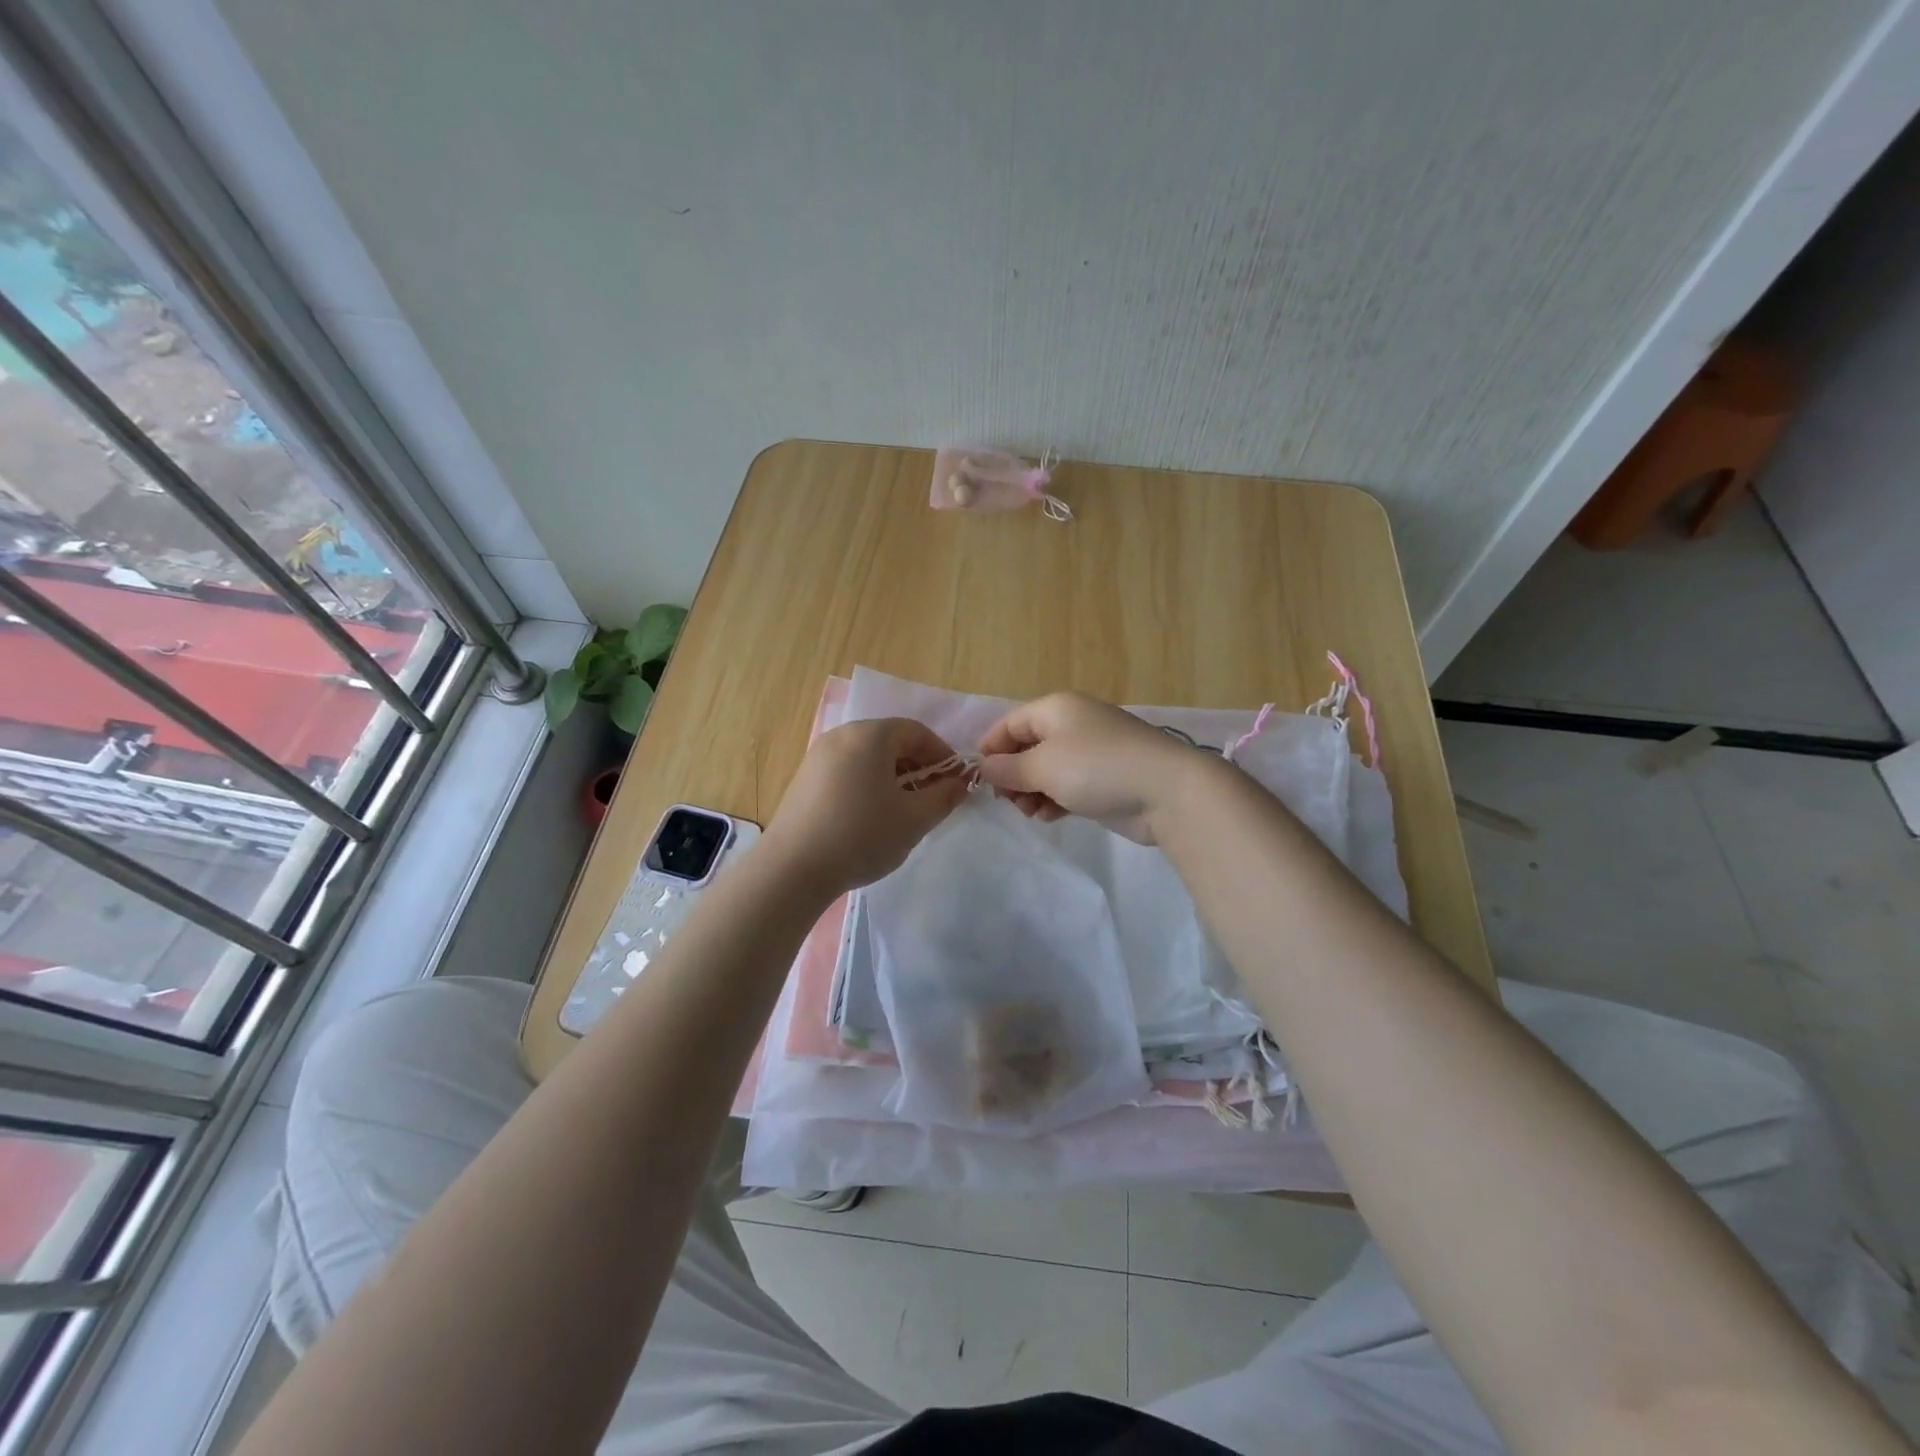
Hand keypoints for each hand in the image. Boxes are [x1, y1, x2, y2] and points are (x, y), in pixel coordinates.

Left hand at [764, 718, 970, 896]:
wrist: (792, 869)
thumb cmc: (861, 835)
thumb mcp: (914, 819)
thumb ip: (944, 797)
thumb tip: (959, 783)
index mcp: (870, 735)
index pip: (916, 731)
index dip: (941, 754)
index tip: (955, 781)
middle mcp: (841, 736)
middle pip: (890, 741)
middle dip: (917, 766)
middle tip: (932, 798)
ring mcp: (818, 756)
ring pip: (867, 757)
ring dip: (893, 777)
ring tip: (903, 811)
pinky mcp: (804, 779)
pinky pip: (847, 771)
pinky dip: (867, 784)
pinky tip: (871, 817)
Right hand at [975, 692, 1199, 844]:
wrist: (1166, 791)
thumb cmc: (1096, 768)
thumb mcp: (1042, 766)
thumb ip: (1007, 768)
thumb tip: (982, 766)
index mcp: (1055, 708)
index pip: (1009, 724)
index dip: (990, 750)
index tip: (979, 781)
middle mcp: (1072, 724)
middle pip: (1027, 748)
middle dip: (1012, 776)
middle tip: (1009, 802)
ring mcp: (1091, 751)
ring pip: (1046, 770)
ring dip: (1031, 792)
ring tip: (1031, 814)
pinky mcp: (1105, 778)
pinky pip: (1067, 785)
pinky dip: (1054, 799)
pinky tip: (1050, 817)